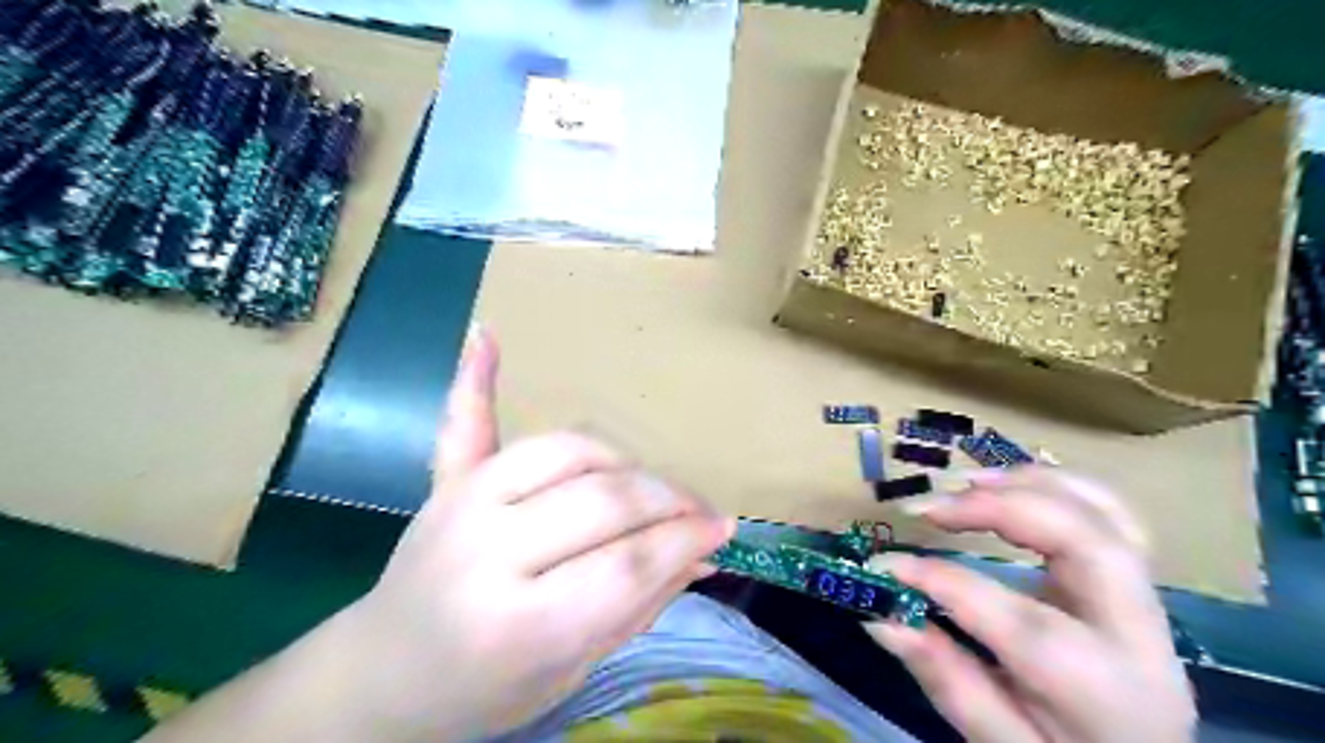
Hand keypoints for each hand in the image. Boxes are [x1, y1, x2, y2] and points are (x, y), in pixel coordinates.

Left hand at [340, 328, 735, 739]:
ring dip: (622, 462)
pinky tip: (485, 337)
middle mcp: (489, 552)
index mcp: (519, 625)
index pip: (627, 565)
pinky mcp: (445, 483)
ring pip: (567, 452)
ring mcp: (462, 505)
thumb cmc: (484, 691)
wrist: (383, 675)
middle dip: (667, 501)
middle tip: (697, 511)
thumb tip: (705, 553)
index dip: (684, 540)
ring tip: (646, 485)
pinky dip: (474, 379)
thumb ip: (641, 605)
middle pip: (604, 501)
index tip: (722, 529)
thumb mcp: (573, 670)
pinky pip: (464, 422)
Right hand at [866, 470, 1195, 742]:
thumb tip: (880, 617)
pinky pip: (1109, 512)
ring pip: (1105, 513)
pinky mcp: (1134, 580)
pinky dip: (1055, 485)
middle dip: (999, 507)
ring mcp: (1145, 600)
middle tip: (928, 507)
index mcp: (1100, 689)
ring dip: (1028, 484)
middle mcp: (1137, 634)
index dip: (940, 581)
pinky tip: (1007, 484)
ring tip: (962, 485)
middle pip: (1085, 541)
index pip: (1017, 618)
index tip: (882, 565)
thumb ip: (945, 679)